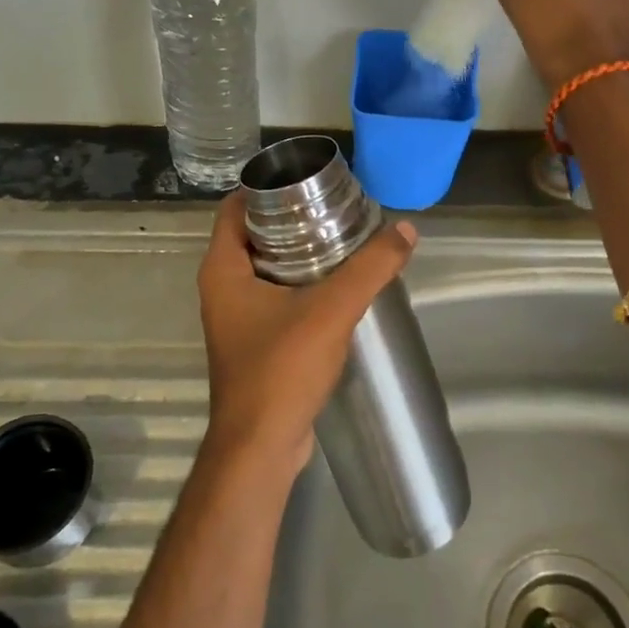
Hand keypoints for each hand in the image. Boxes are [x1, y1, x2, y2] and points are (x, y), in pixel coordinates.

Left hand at [195, 194, 417, 475]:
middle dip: (291, 218)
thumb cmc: (281, 368)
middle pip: (253, 234)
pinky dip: (300, 285)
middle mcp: (221, 288)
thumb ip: (370, 267)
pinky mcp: (253, 343)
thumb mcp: (332, 309)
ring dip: (298, 253)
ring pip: (265, 268)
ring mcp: (235, 318)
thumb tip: (407, 229)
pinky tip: (336, 286)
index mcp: (222, 269)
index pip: (235, 207)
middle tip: (334, 207)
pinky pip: (275, 297)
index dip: (266, 187)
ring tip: (342, 239)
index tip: (307, 179)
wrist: (261, 448)